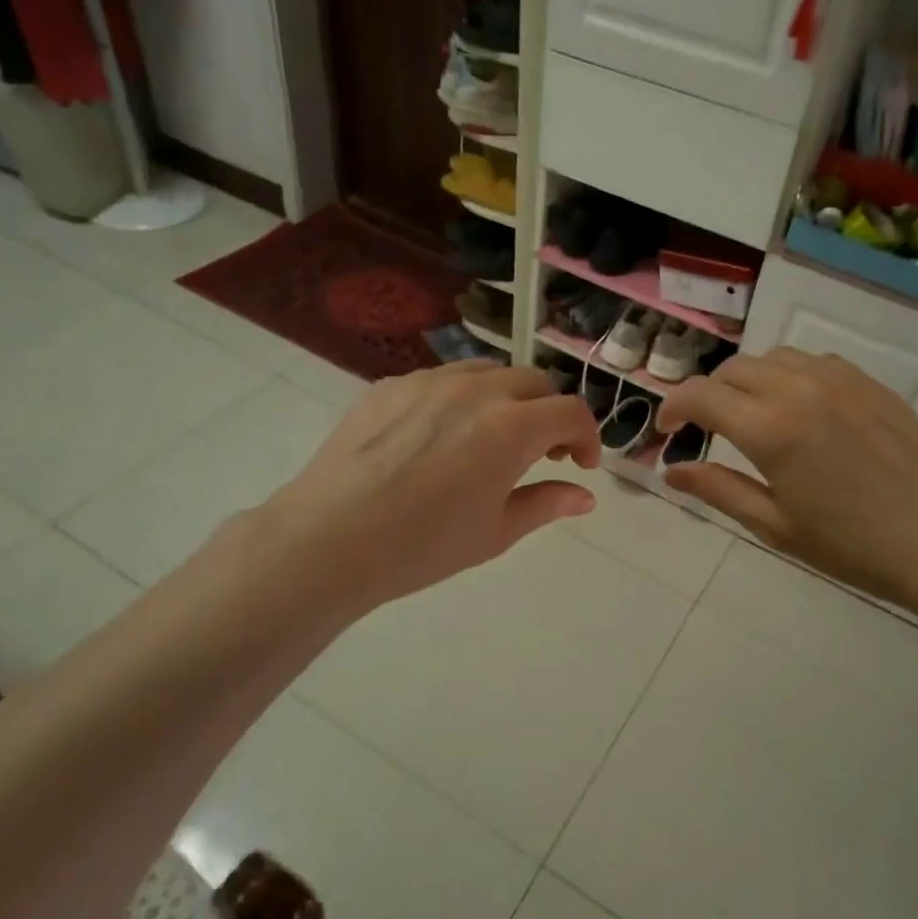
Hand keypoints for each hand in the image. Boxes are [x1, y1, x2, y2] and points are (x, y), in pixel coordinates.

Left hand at [235, 362, 601, 619]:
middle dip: (550, 413)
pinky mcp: (391, 385)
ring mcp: (429, 381)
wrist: (329, 539)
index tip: (581, 464)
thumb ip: (546, 504)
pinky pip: (442, 379)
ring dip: (508, 399)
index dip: (587, 436)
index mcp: (511, 427)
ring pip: (488, 372)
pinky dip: (462, 398)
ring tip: (494, 438)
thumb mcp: (496, 532)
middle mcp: (476, 390)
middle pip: (535, 382)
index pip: (570, 411)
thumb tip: (584, 496)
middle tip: (543, 453)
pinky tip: (442, 436)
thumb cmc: (423, 545)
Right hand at [657, 348, 917, 635]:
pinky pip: (813, 361)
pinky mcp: (868, 382)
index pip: (701, 396)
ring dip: (748, 380)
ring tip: (752, 415)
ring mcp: (839, 379)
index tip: (668, 432)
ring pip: (773, 358)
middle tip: (707, 429)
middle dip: (709, 395)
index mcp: (770, 428)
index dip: (673, 407)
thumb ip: (719, 490)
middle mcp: (799, 389)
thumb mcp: (775, 526)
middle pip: (733, 370)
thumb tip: (671, 472)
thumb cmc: (853, 546)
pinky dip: (789, 375)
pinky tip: (799, 408)